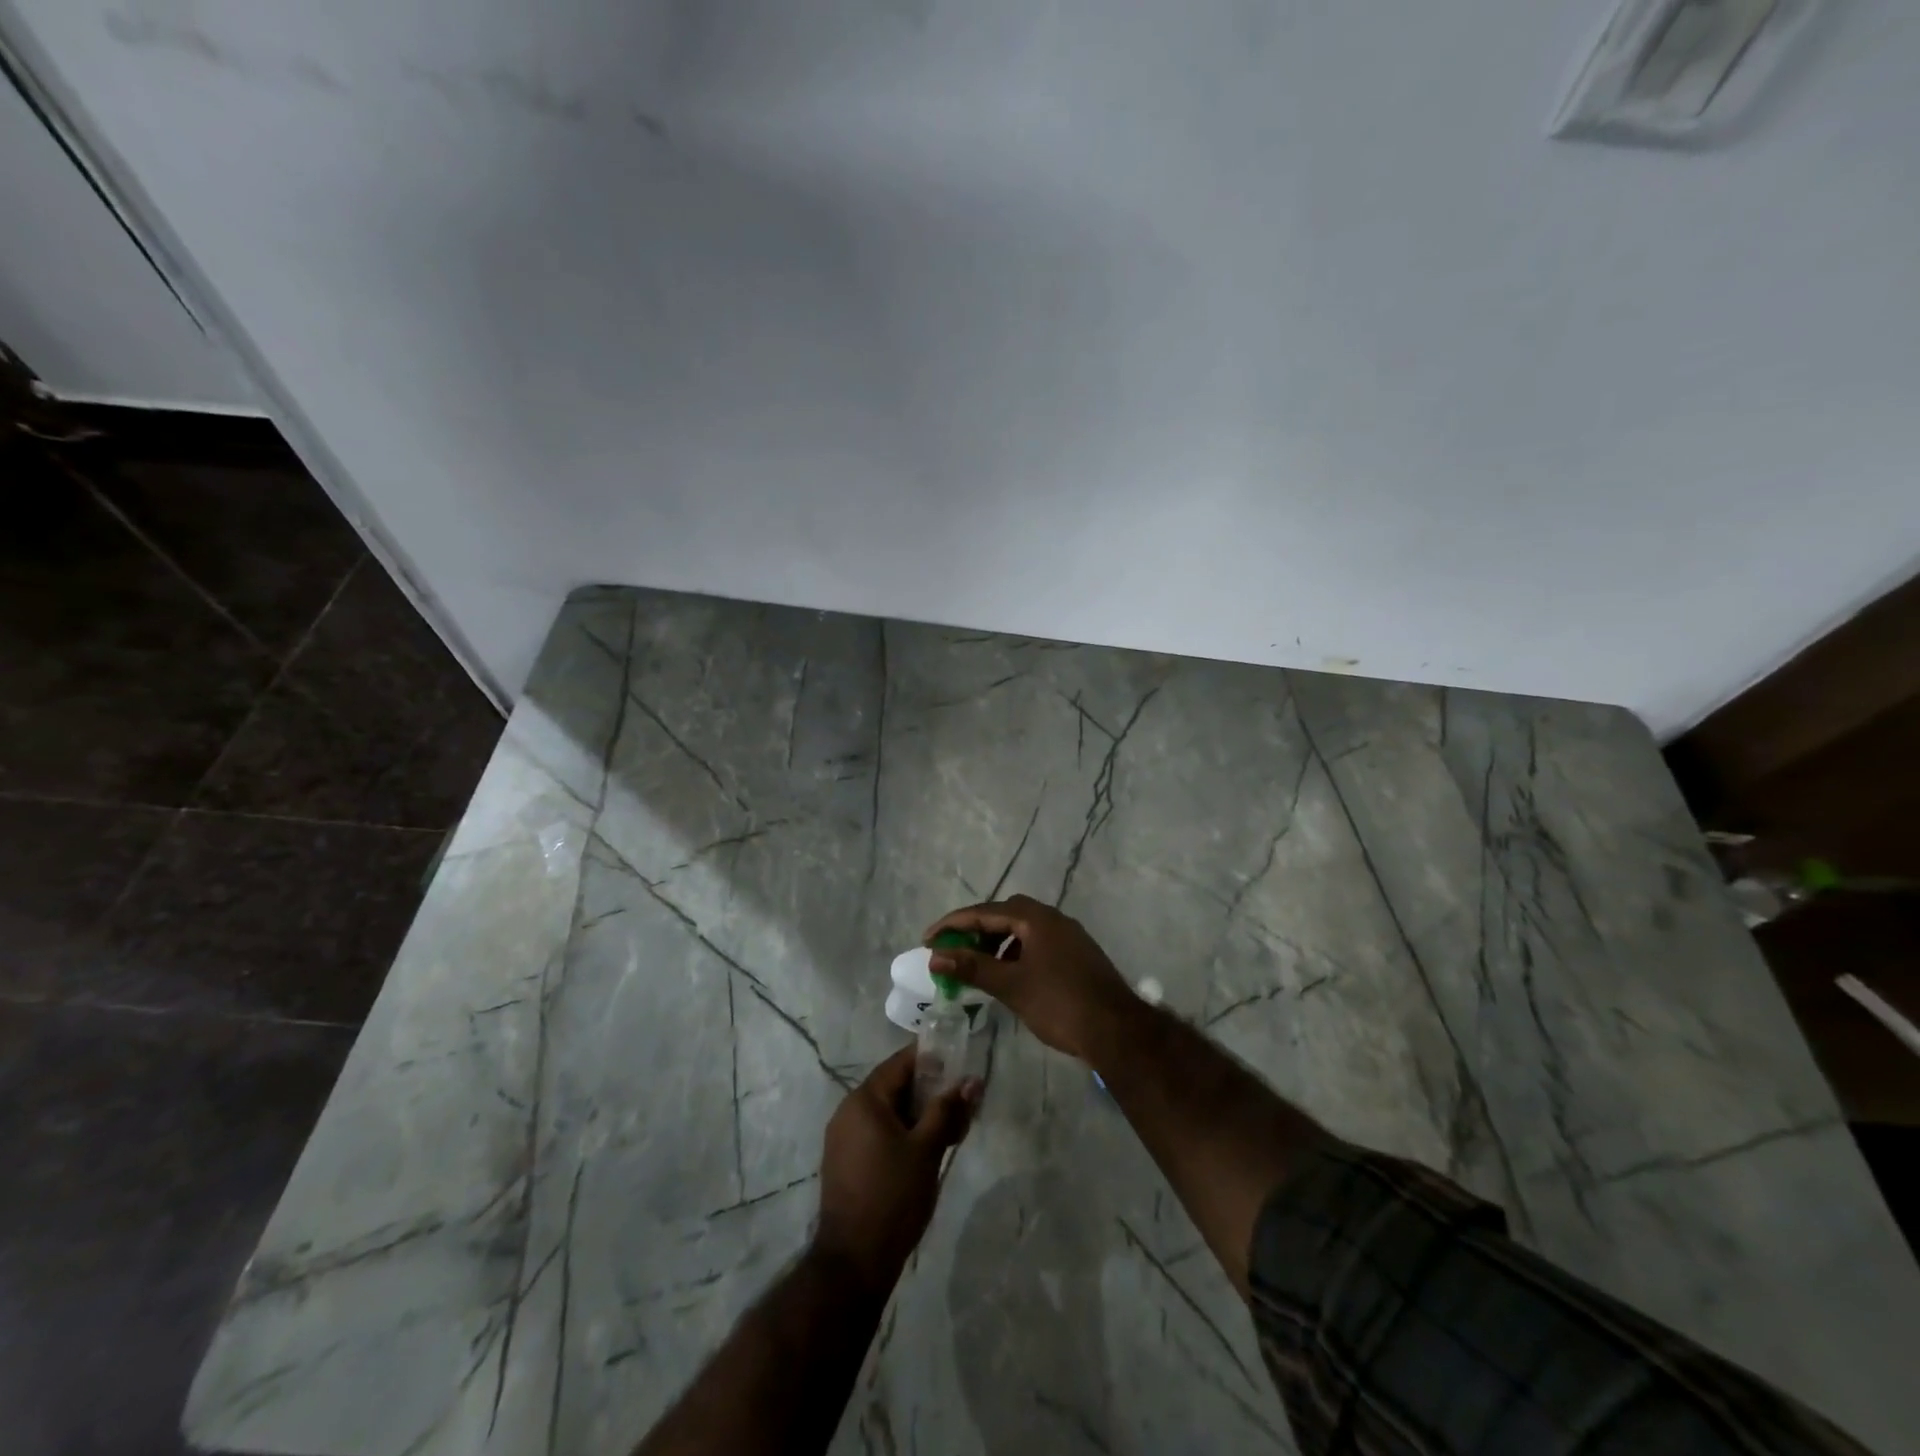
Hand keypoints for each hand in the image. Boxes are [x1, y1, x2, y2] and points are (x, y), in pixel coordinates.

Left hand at [813, 1045, 979, 1294]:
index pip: (901, 1063)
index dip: (932, 1059)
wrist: (854, 1261)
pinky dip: (903, 1133)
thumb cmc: (893, 1196)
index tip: (961, 1064)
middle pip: (895, 1087)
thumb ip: (948, 1109)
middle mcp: (848, 1110)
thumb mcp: (927, 1149)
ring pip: (889, 1113)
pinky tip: (927, 1150)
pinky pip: (878, 1133)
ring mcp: (843, 1138)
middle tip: (963, 1104)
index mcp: (864, 1099)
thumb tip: (971, 1079)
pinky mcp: (845, 1162)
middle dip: (930, 1092)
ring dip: (919, 1115)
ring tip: (952, 1131)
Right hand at [925, 895, 1138, 1062]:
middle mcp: (1053, 918)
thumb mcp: (1010, 985)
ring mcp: (1069, 936)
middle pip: (1005, 914)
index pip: (985, 912)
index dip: (953, 924)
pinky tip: (1010, 976)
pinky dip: (1017, 953)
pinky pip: (1038, 943)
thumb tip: (936, 956)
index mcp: (1036, 918)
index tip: (928, 940)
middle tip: (955, 950)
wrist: (1116, 1030)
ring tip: (979, 966)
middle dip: (976, 930)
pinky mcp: (1078, 954)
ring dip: (997, 942)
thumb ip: (972, 967)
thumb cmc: (1059, 1003)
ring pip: (1023, 929)